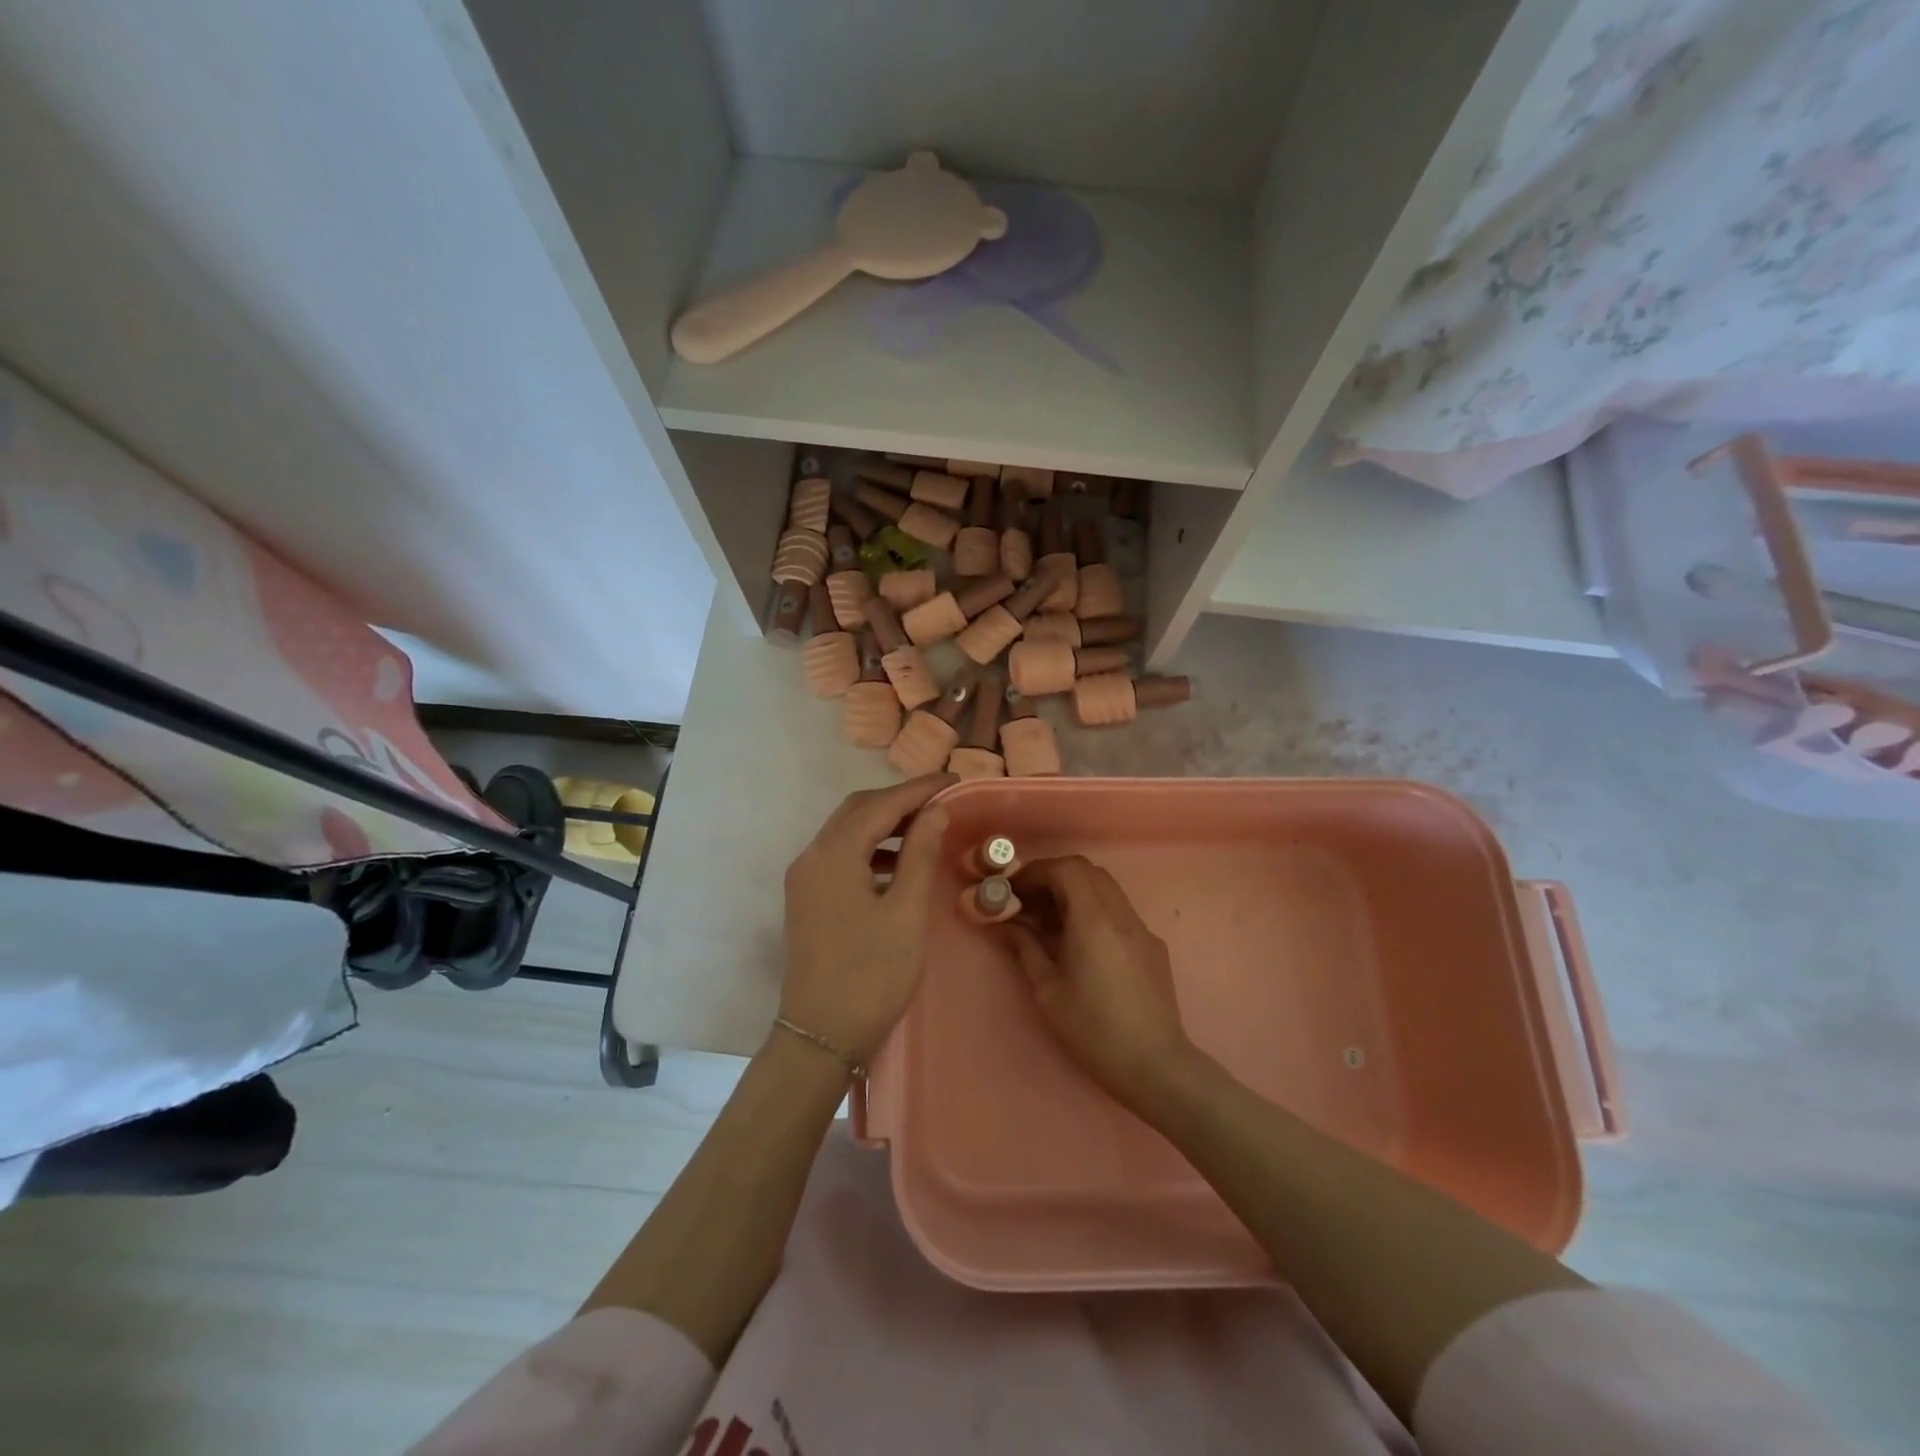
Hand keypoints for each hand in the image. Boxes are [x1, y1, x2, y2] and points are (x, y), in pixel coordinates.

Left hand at [779, 775, 952, 1064]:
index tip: (954, 780)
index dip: (919, 789)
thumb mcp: (906, 913)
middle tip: (942, 802)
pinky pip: (841, 856)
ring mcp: (805, 878)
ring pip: (847, 832)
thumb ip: (921, 855)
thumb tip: (936, 811)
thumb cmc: (871, 975)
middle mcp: (812, 856)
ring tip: (927, 829)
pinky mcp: (807, 898)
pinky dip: (872, 849)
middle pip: (857, 810)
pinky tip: (900, 865)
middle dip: (900, 801)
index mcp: (834, 855)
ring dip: (885, 824)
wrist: (821, 1036)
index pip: (880, 804)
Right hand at [1002, 856, 1196, 1106]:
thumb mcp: (1047, 990)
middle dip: (1053, 878)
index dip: (1036, 871)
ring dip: (1075, 893)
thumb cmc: (1093, 1029)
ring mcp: (1141, 928)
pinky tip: (1082, 945)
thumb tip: (1004, 924)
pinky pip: (1119, 912)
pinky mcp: (1153, 946)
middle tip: (1030, 904)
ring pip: (1106, 889)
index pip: (1066, 868)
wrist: (1155, 1065)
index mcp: (1094, 919)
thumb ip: (1025, 948)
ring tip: (1051, 924)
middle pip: (1087, 871)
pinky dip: (1094, 911)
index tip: (1014, 890)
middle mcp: (1121, 914)